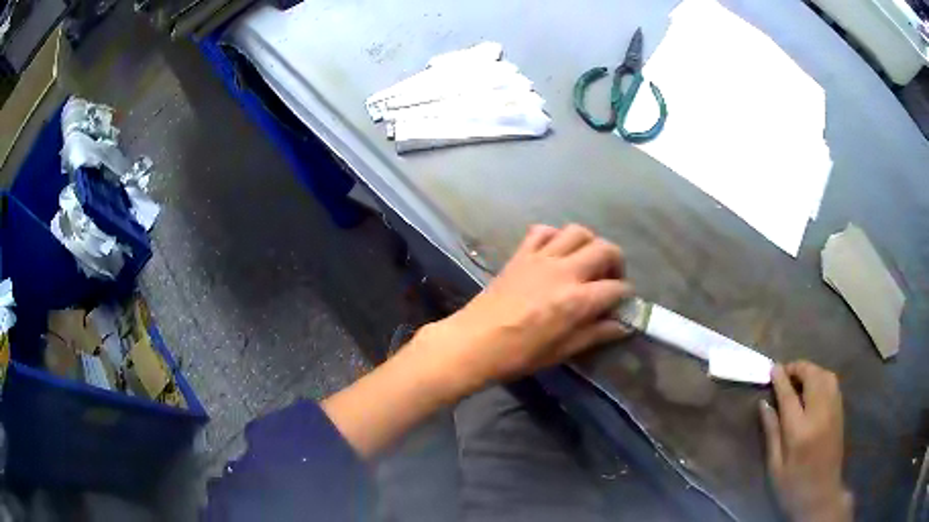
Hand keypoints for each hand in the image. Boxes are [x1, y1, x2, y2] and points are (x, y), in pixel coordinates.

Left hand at [417, 224, 632, 397]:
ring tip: (587, 262)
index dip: (625, 295)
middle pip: (604, 249)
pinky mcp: (521, 254)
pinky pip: (543, 231)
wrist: (474, 342)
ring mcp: (541, 258)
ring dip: (589, 243)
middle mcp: (564, 271)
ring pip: (577, 232)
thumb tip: (622, 325)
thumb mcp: (562, 350)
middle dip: (616, 262)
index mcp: (576, 300)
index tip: (623, 303)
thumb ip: (595, 333)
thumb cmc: (519, 354)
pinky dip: (555, 236)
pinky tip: (556, 252)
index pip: (616, 288)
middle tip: (610, 279)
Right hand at [760, 362, 852, 521]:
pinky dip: (822, 377)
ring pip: (826, 375)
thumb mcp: (775, 467)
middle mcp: (820, 414)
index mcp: (800, 431)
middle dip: (798, 368)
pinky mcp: (840, 412)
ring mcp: (834, 411)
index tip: (772, 368)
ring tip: (798, 378)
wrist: (821, 496)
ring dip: (811, 370)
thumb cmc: (793, 486)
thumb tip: (764, 404)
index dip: (780, 378)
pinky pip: (833, 384)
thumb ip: (771, 433)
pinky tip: (813, 387)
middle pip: (812, 376)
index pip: (789, 395)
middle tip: (784, 372)